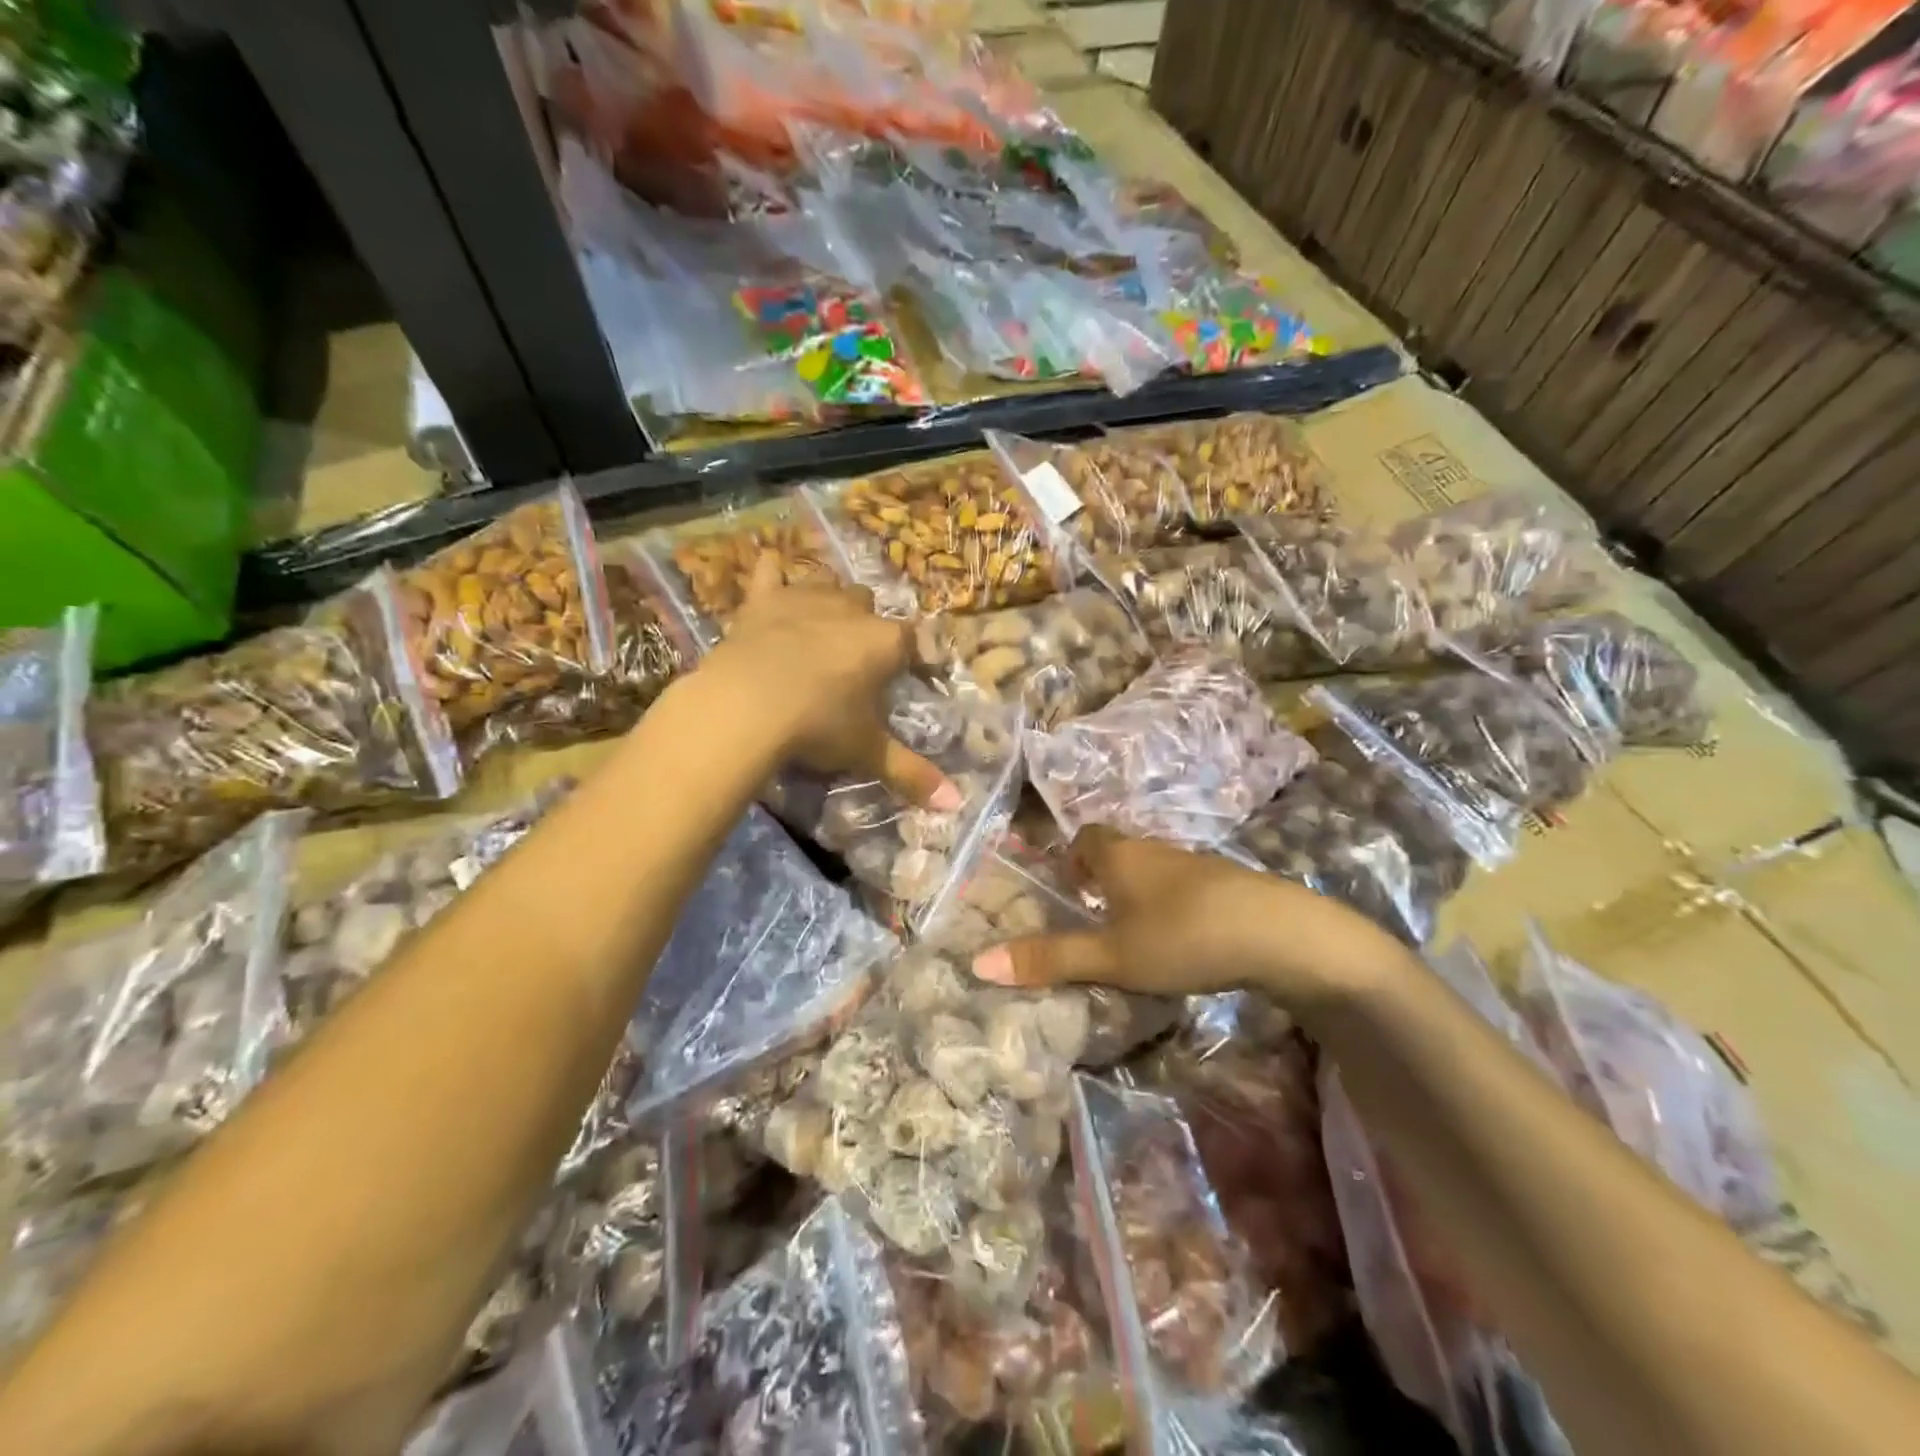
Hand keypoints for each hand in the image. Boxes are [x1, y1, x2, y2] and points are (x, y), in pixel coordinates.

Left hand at [705, 555, 959, 809]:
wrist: (748, 706)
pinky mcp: (763, 599)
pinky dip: (773, 574)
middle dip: (865, 626)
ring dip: (828, 601)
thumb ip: (912, 774)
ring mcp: (805, 598)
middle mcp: (851, 609)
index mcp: (885, 642)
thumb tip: (956, 804)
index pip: (911, 641)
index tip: (903, 677)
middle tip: (852, 663)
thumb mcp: (867, 753)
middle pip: (868, 605)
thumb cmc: (819, 726)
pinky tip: (772, 574)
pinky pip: (770, 572)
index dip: (909, 658)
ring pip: (827, 584)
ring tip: (819, 629)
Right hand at [969, 828, 1409, 1006]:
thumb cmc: (1181, 936)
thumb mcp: (1110, 956)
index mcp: (1119, 855)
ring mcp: (1195, 862)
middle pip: (1119, 850)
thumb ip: (1049, 959)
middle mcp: (1154, 849)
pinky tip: (1180, 937)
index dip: (1072, 856)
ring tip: (1132, 932)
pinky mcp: (1227, 882)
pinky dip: (1171, 902)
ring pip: (1153, 867)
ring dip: (1138, 890)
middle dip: (1102, 875)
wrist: (1278, 933)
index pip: (1086, 836)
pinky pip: (1184, 884)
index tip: (1067, 888)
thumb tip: (978, 962)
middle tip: (1092, 915)